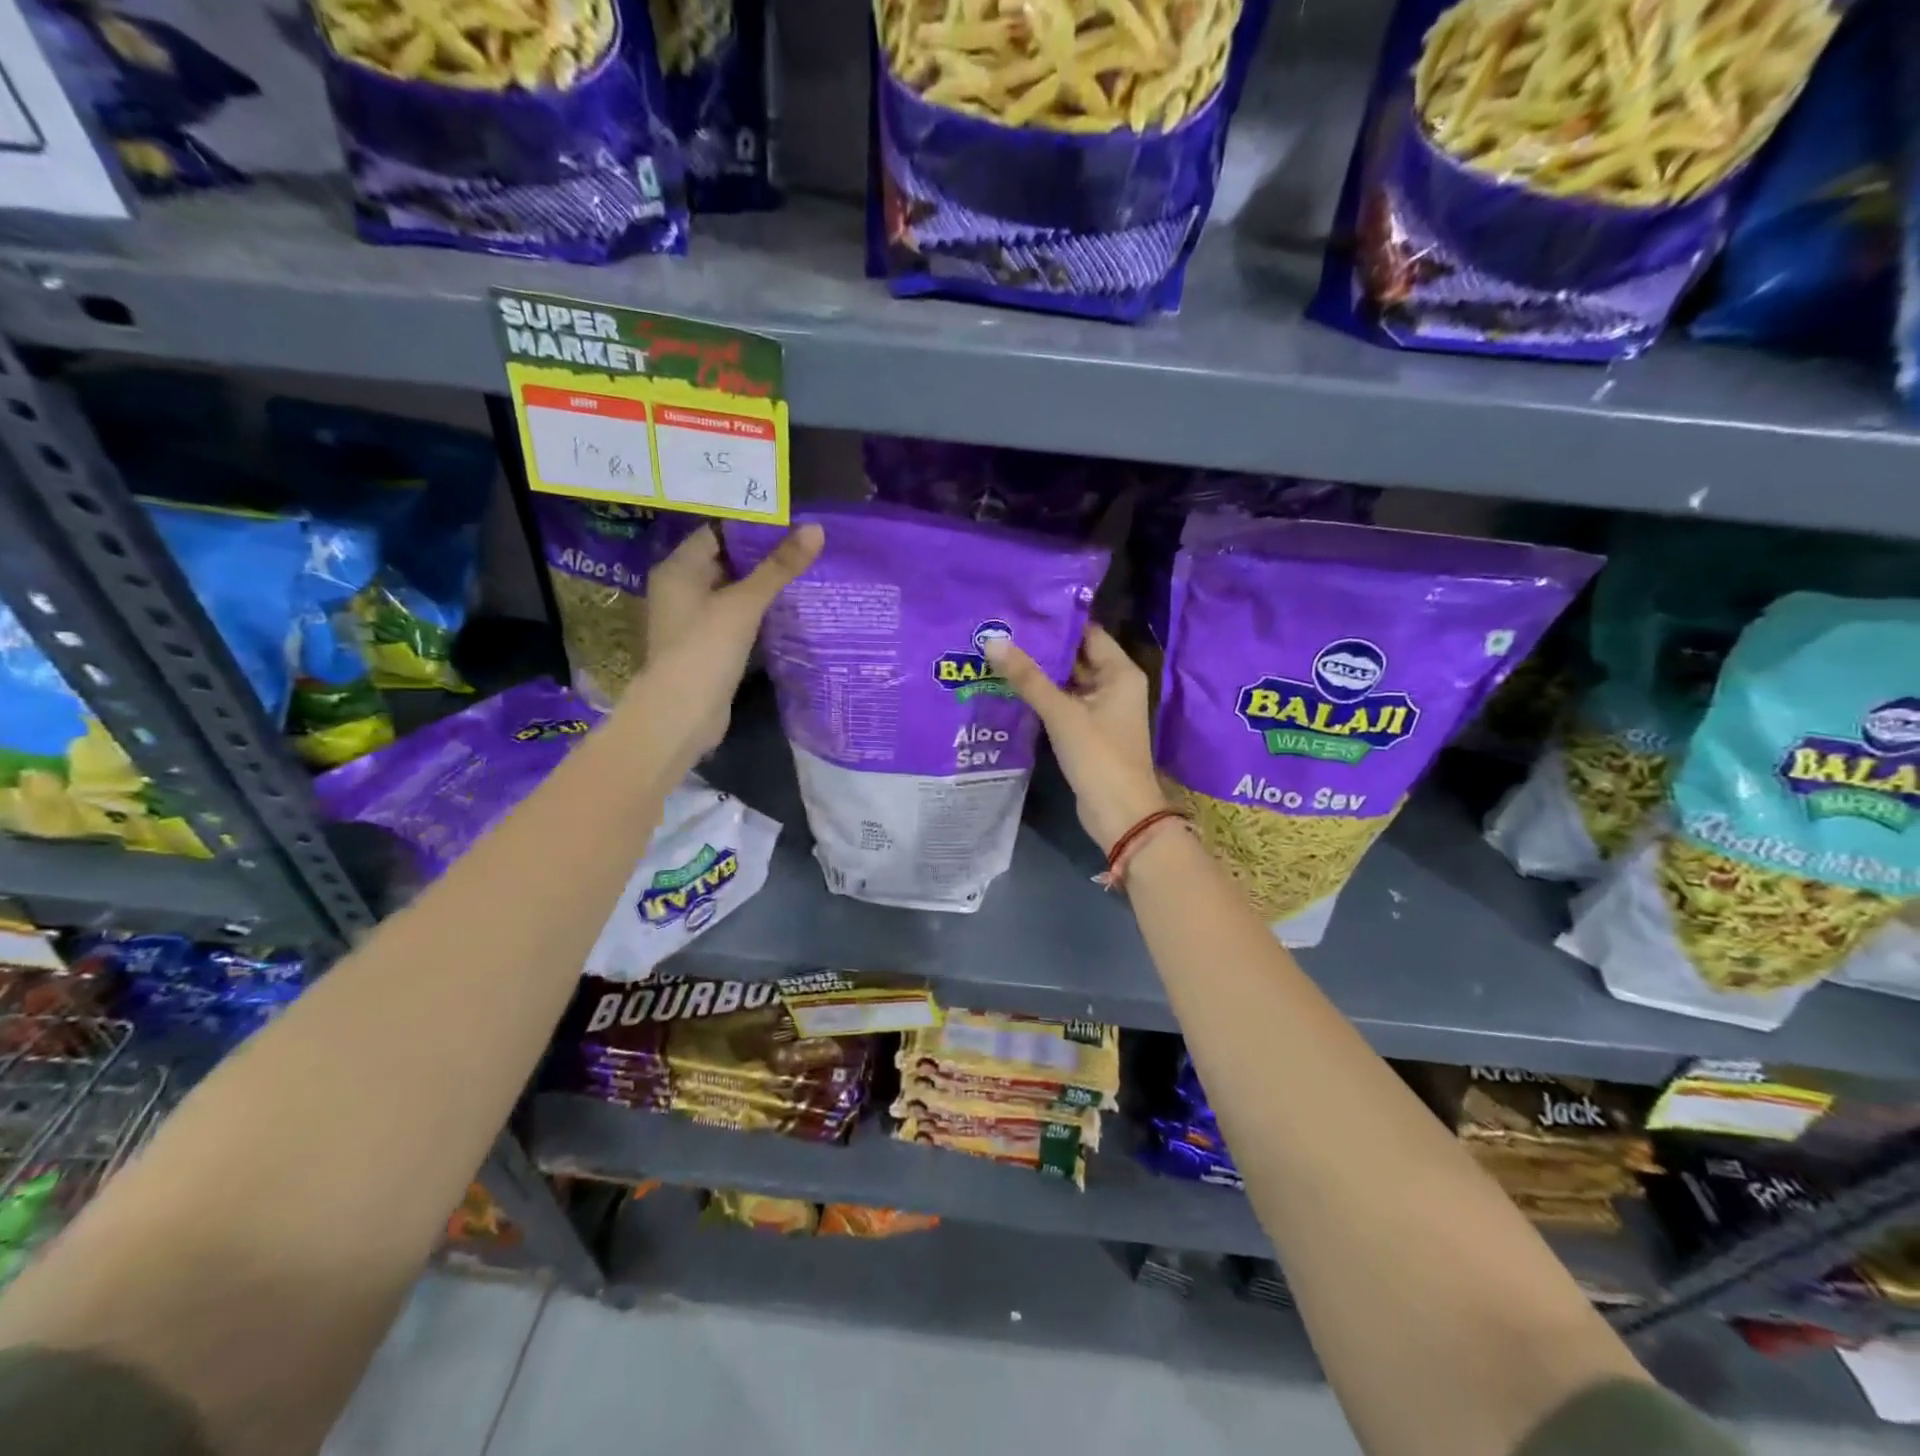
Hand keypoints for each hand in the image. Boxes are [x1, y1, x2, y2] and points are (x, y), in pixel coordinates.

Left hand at [636, 521, 823, 755]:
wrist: (682, 713)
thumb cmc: (706, 648)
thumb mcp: (745, 603)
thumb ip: (779, 567)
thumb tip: (816, 529)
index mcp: (678, 569)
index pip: (715, 533)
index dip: (751, 527)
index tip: (790, 524)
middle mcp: (680, 589)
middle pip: (724, 562)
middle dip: (761, 556)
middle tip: (804, 546)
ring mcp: (692, 620)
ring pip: (731, 592)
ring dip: (761, 586)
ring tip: (803, 573)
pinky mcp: (706, 646)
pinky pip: (734, 619)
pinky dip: (757, 613)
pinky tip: (786, 611)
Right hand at [983, 625, 1166, 853]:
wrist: (1120, 813)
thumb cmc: (1099, 756)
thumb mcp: (1062, 713)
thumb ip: (1027, 678)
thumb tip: (993, 641)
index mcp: (1120, 672)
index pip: (1087, 633)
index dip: (1056, 621)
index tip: (1020, 610)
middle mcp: (1114, 685)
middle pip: (1075, 656)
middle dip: (1040, 647)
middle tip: (1000, 631)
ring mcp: (1101, 710)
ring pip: (1066, 682)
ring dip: (1038, 673)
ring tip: (997, 654)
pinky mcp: (1087, 731)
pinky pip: (1063, 704)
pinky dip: (1041, 697)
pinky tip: (1009, 688)